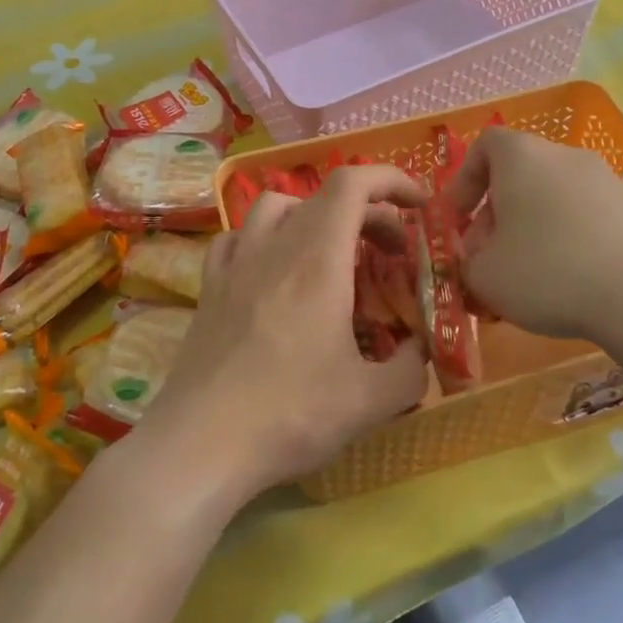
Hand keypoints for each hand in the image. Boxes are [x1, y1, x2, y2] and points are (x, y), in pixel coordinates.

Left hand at [131, 165, 430, 503]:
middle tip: (392, 253)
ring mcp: (235, 264)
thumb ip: (412, 368)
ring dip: (313, 215)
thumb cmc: (291, 414)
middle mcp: (274, 247)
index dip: (391, 180)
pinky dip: (264, 238)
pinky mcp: (208, 288)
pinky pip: (237, 238)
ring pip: (275, 207)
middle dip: (369, 213)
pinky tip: (271, 270)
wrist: (201, 443)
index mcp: (319, 260)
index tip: (418, 205)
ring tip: (331, 251)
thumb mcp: (372, 400)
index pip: (353, 184)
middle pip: (323, 197)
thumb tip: (421, 351)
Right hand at [450, 127, 622, 342]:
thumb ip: (466, 262)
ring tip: (528, 278)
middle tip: (488, 260)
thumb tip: (476, 258)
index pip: (484, 146)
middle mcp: (565, 156)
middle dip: (496, 216)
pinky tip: (571, 283)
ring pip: (553, 200)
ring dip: (533, 231)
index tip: (458, 220)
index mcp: (522, 156)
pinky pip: (587, 220)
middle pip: (519, 176)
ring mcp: (607, 181)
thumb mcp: (484, 275)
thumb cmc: (547, 271)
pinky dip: (570, 243)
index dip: (464, 181)